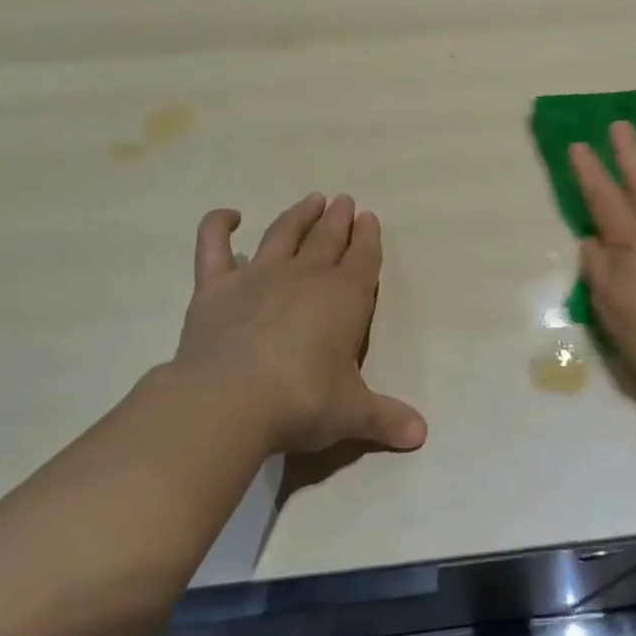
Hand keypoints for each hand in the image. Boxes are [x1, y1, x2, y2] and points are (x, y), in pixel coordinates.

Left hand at [146, 193, 427, 456]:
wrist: (230, 400)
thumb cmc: (302, 401)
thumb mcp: (352, 413)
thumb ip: (386, 418)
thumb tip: (421, 435)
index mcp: (344, 298)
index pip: (363, 259)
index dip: (368, 237)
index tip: (369, 217)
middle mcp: (305, 277)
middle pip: (327, 238)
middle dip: (339, 219)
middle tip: (345, 201)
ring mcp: (258, 276)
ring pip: (283, 233)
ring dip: (299, 215)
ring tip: (311, 200)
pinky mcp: (215, 287)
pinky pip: (213, 246)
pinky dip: (218, 225)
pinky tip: (228, 215)